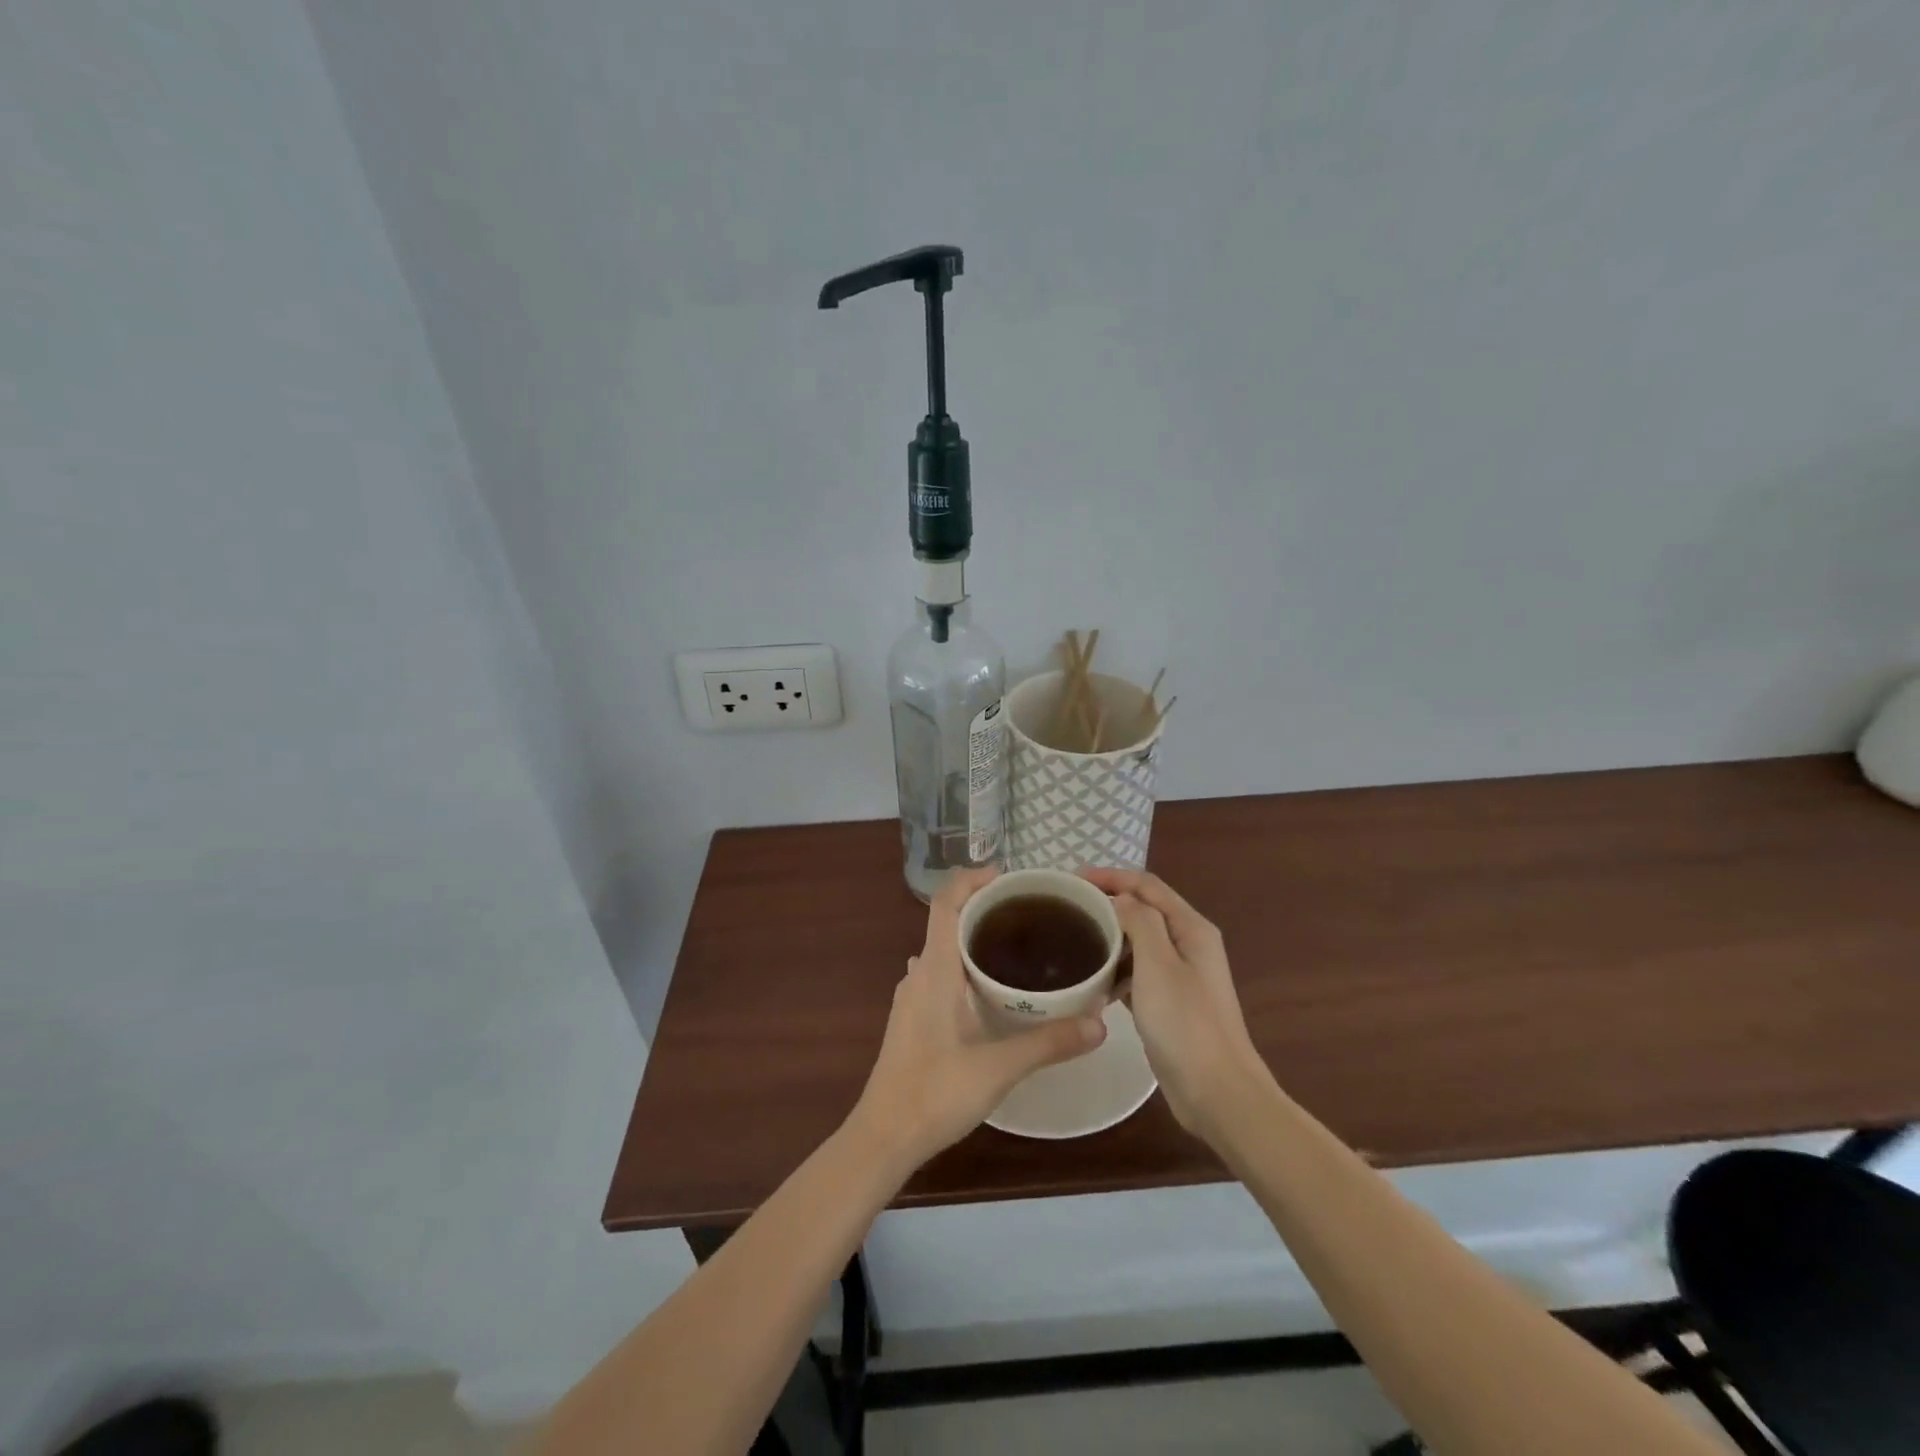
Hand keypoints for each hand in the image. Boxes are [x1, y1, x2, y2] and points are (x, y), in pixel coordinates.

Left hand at [847, 868, 1107, 1170]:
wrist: (883, 1137)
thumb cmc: (934, 1093)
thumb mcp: (998, 1068)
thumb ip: (1048, 1043)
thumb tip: (1100, 1022)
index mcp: (935, 969)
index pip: (945, 902)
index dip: (972, 879)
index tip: (1008, 877)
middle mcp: (920, 973)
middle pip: (947, 921)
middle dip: (984, 909)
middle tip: (1030, 914)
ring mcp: (912, 996)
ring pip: (944, 950)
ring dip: (974, 939)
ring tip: (1018, 946)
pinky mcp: (914, 1018)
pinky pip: (942, 974)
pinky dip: (967, 966)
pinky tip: (994, 991)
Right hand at [1080, 869, 1265, 1139]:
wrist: (1218, 1093)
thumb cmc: (1185, 1023)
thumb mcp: (1157, 963)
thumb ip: (1138, 920)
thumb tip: (1116, 899)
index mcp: (1191, 928)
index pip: (1146, 884)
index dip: (1110, 876)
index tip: (1071, 880)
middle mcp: (1189, 944)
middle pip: (1143, 910)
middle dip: (1107, 903)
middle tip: (1066, 908)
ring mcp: (1181, 976)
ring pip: (1139, 942)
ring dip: (1109, 936)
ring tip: (1072, 940)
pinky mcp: (1171, 1004)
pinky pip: (1138, 973)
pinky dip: (1116, 969)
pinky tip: (1092, 981)